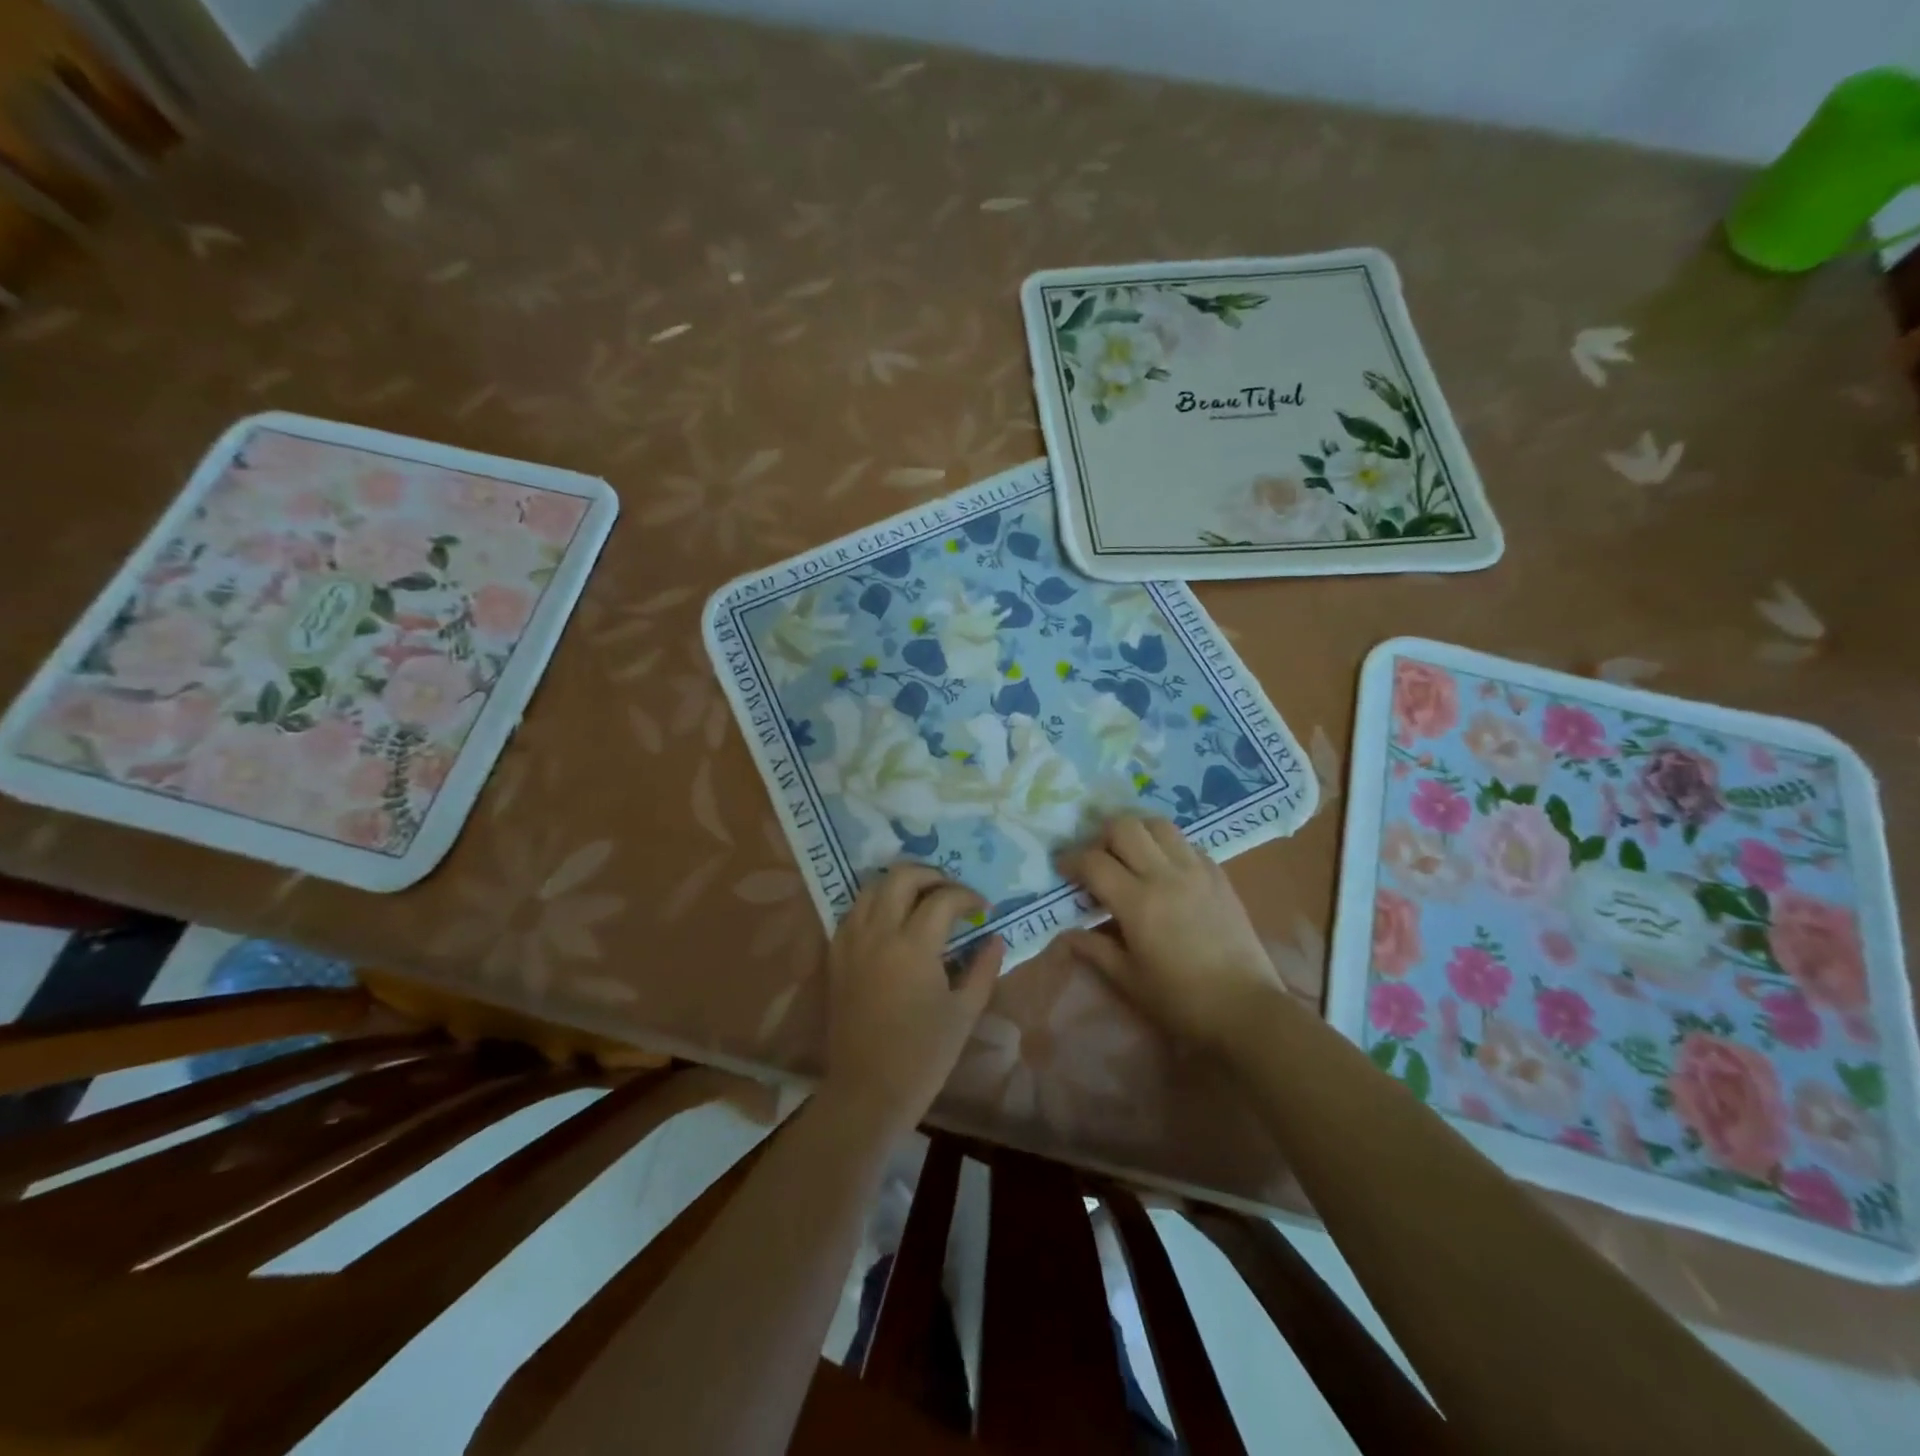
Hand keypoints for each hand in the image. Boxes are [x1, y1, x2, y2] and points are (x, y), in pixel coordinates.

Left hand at [822, 864, 1005, 1133]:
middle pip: (901, 877)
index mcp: (913, 946)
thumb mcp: (964, 1012)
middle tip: (951, 891)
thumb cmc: (923, 1055)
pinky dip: (874, 903)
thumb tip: (995, 938)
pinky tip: (891, 920)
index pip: (943, 899)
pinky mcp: (836, 956)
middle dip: (931, 874)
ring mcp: (852, 942)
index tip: (983, 909)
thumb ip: (983, 968)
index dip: (967, 897)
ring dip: (899, 883)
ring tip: (921, 898)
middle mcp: (878, 933)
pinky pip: (853, 912)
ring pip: (871, 887)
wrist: (868, 1089)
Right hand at [1058, 815, 1283, 1049]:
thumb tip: (1067, 934)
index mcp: (1138, 902)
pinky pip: (1187, 843)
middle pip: (1125, 827)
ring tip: (1130, 854)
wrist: (1246, 1009)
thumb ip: (1095, 950)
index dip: (1071, 860)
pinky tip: (1164, 868)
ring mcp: (1196, 870)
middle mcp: (1165, 875)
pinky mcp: (1219, 875)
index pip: (1094, 862)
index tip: (1063, 869)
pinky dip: (1167, 845)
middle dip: (1102, 836)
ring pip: (1158, 824)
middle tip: (1097, 859)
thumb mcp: (1129, 980)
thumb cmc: (1181, 1001)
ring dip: (1137, 832)